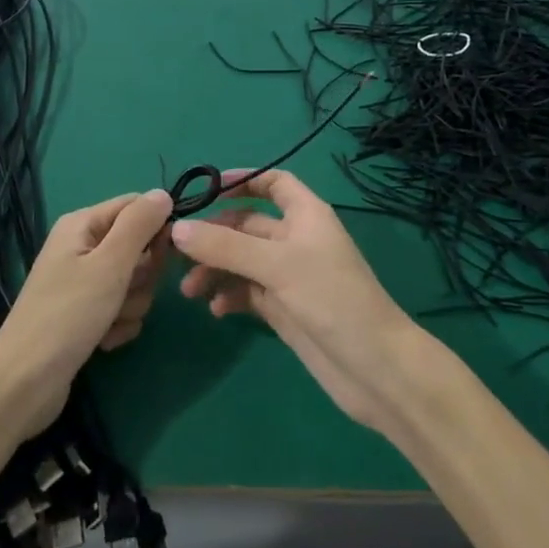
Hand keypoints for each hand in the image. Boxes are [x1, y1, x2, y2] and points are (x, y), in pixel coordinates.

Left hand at [0, 189, 173, 435]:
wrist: (25, 383)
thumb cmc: (68, 315)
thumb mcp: (110, 264)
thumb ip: (139, 225)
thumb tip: (163, 193)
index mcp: (82, 225)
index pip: (136, 206)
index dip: (156, 228)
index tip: (168, 254)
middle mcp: (81, 247)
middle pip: (137, 246)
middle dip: (142, 274)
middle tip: (126, 292)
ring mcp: (82, 283)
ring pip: (133, 282)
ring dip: (131, 304)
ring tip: (109, 322)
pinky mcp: (85, 314)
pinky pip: (121, 309)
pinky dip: (119, 325)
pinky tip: (104, 341)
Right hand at [171, 170, 421, 431]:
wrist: (373, 367)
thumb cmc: (331, 299)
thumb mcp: (276, 265)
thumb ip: (225, 246)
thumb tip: (176, 229)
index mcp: (305, 215)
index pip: (273, 183)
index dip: (242, 180)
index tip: (204, 190)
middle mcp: (296, 240)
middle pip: (246, 225)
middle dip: (213, 235)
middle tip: (175, 252)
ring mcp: (289, 276)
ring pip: (241, 261)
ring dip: (214, 269)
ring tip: (188, 290)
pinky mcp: (284, 309)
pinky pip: (247, 293)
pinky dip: (229, 296)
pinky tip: (215, 310)